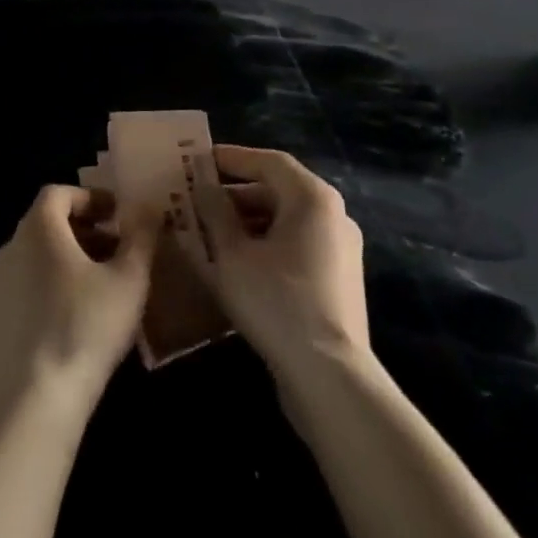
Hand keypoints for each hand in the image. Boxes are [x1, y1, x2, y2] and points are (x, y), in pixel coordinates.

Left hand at [0, 186, 157, 423]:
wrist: (32, 404)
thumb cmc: (86, 328)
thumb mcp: (129, 280)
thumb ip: (141, 237)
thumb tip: (149, 206)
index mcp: (37, 229)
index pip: (59, 193)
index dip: (90, 198)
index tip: (118, 216)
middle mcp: (8, 249)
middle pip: (45, 226)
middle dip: (83, 232)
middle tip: (115, 252)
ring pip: (32, 260)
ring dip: (64, 264)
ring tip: (97, 290)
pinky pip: (21, 294)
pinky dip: (45, 293)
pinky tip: (68, 324)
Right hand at [192, 145, 369, 384]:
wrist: (330, 379)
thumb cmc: (277, 302)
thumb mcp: (232, 254)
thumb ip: (214, 211)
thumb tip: (202, 185)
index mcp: (312, 198)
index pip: (268, 161)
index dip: (231, 158)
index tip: (198, 161)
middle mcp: (333, 215)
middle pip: (278, 190)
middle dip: (234, 194)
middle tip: (197, 200)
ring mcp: (340, 250)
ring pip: (286, 221)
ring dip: (247, 222)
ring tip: (209, 233)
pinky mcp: (338, 281)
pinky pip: (296, 247)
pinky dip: (266, 245)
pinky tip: (236, 264)